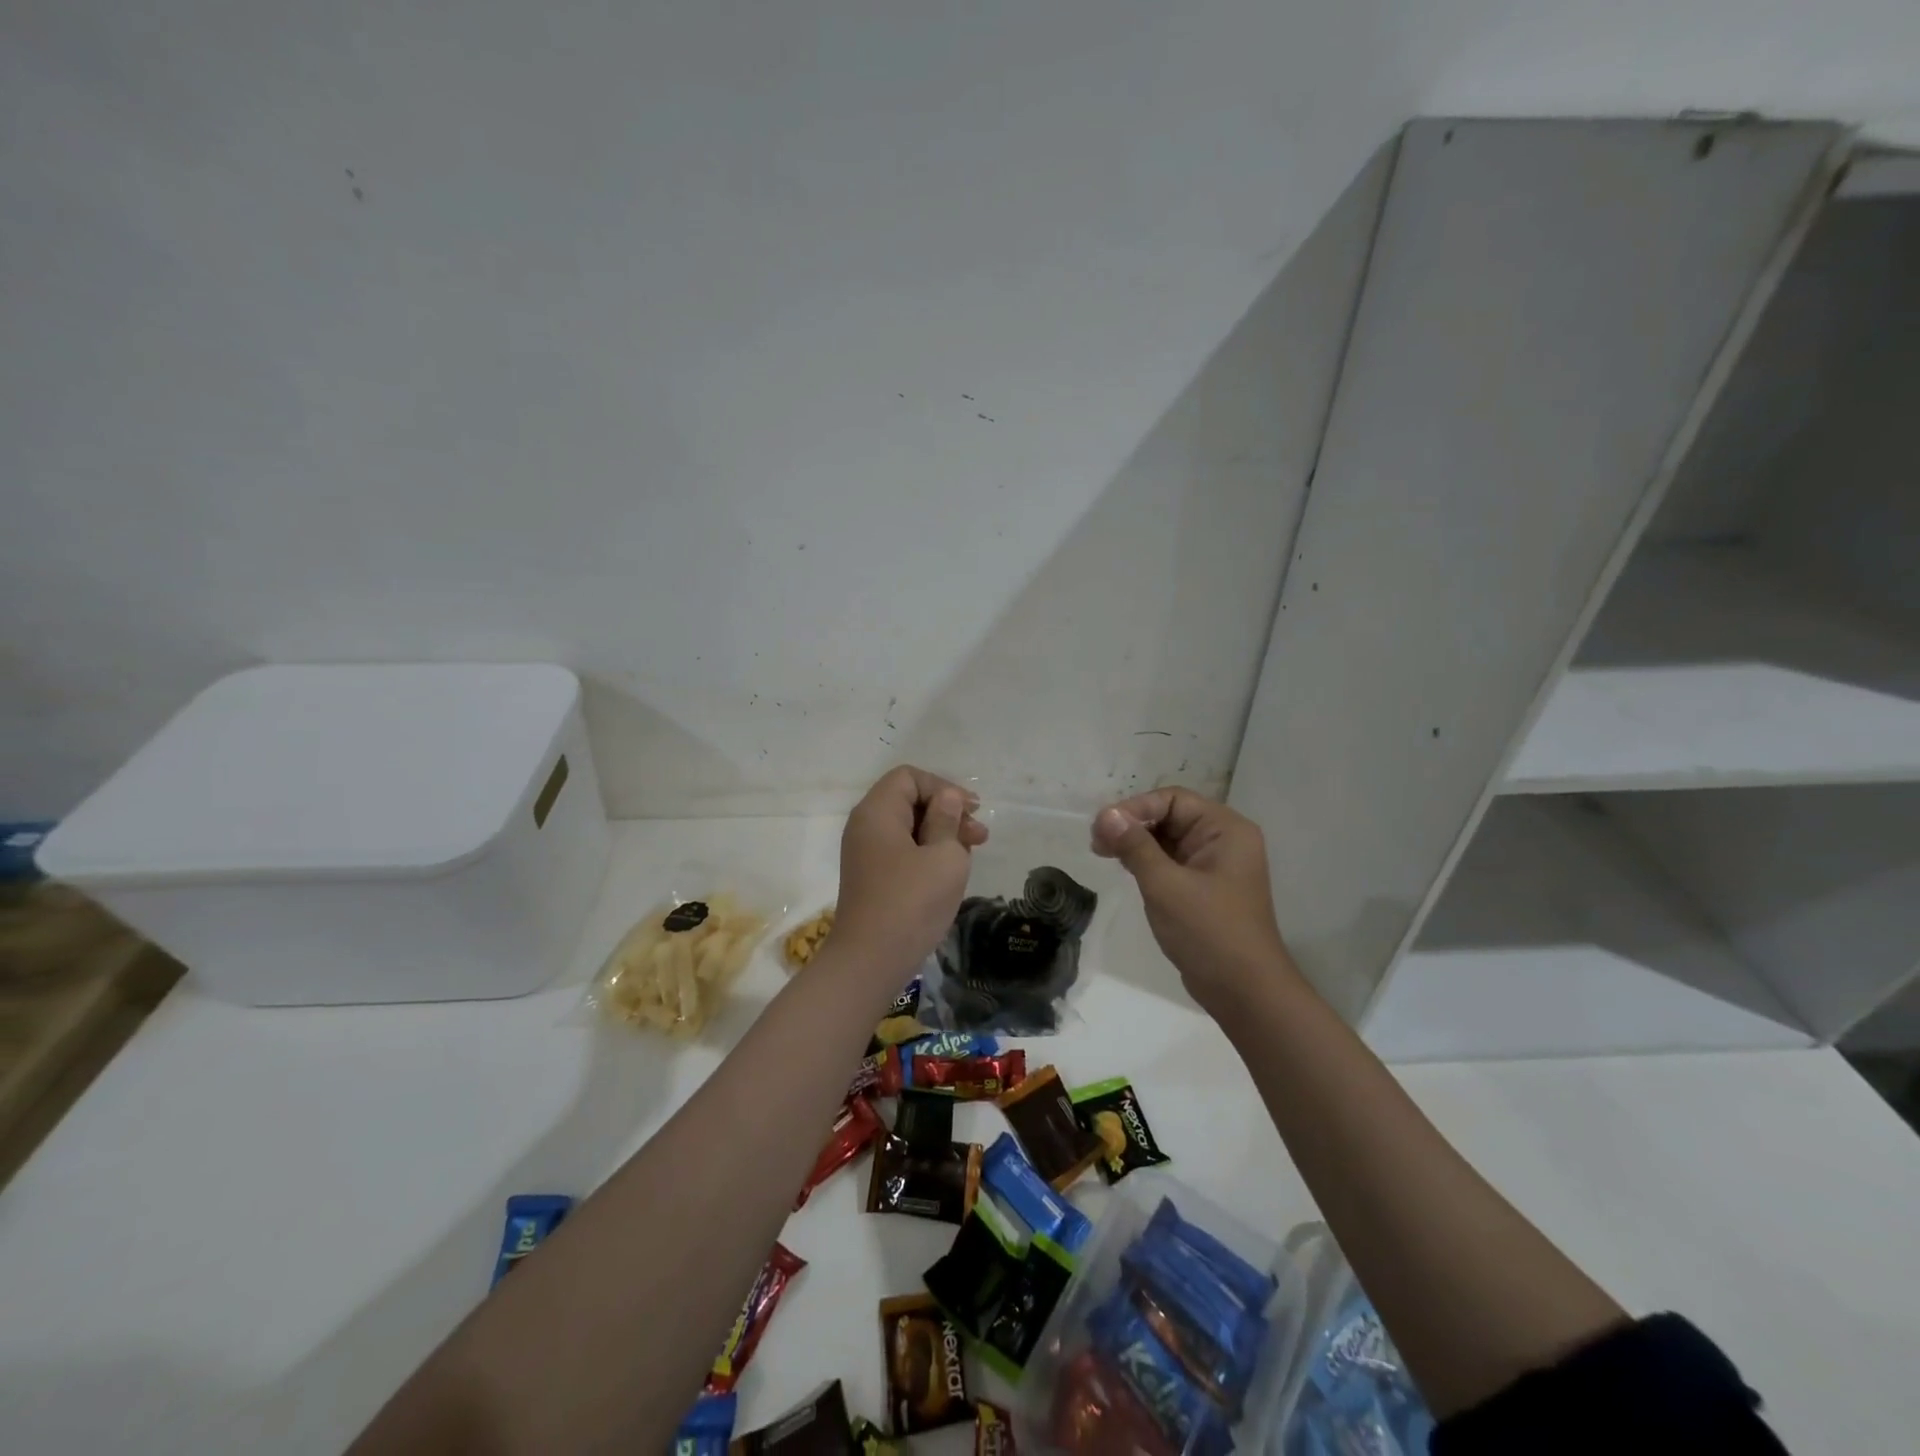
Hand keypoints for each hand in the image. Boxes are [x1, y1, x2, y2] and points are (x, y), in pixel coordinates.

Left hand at [832, 766, 987, 983]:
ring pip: (908, 827)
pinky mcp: (871, 877)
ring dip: (941, 833)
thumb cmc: (912, 902)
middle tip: (980, 835)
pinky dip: (927, 852)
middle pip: (908, 800)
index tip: (970, 811)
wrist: (871, 961)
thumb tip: (947, 798)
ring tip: (972, 852)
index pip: (909, 777)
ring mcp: (866, 853)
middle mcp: (865, 826)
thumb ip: (948, 820)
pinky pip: (901, 850)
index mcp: (877, 812)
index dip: (943, 787)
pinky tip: (950, 870)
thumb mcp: (944, 856)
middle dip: (947, 811)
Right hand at [1091, 788, 1291, 1011]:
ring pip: (1167, 839)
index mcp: (1225, 829)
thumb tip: (1105, 814)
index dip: (1135, 808)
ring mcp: (1214, 865)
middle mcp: (1223, 840)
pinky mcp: (1204, 888)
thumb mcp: (1165, 885)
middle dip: (1132, 824)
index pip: (1173, 800)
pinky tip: (1124, 868)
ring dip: (1135, 843)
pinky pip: (1171, 862)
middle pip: (1170, 816)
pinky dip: (1146, 861)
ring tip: (1102, 853)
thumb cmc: (1209, 932)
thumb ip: (1134, 846)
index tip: (1101, 827)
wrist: (1245, 993)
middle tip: (1096, 842)